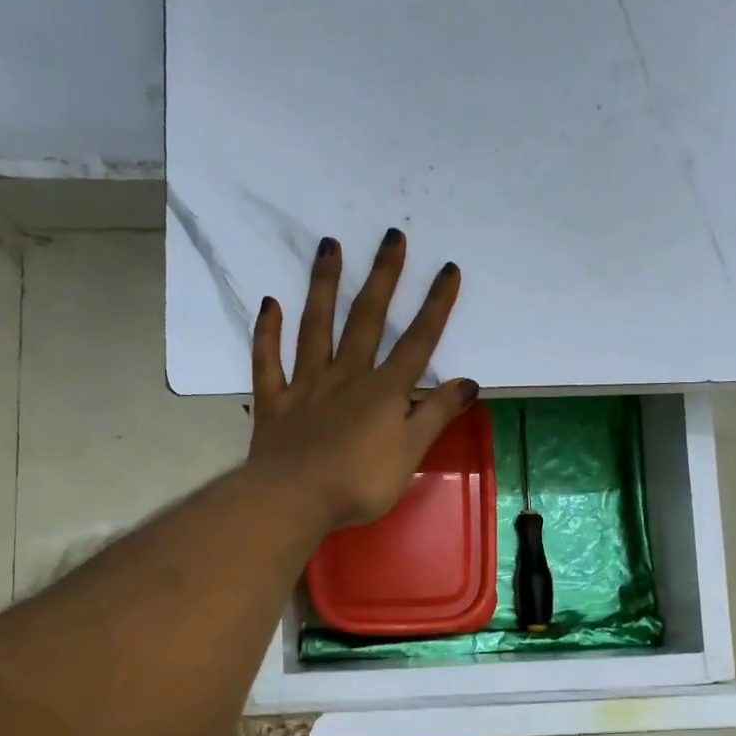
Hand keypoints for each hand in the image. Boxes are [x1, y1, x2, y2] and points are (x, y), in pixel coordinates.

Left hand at [248, 228, 478, 529]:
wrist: (295, 499)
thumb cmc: (359, 483)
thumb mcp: (411, 453)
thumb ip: (437, 414)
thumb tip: (468, 382)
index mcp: (383, 391)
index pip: (417, 342)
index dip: (435, 306)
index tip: (447, 269)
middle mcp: (347, 376)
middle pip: (367, 320)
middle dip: (383, 278)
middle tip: (390, 236)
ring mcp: (306, 385)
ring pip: (316, 327)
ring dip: (324, 286)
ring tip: (329, 246)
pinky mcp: (275, 401)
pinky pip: (268, 361)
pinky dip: (267, 333)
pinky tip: (269, 304)